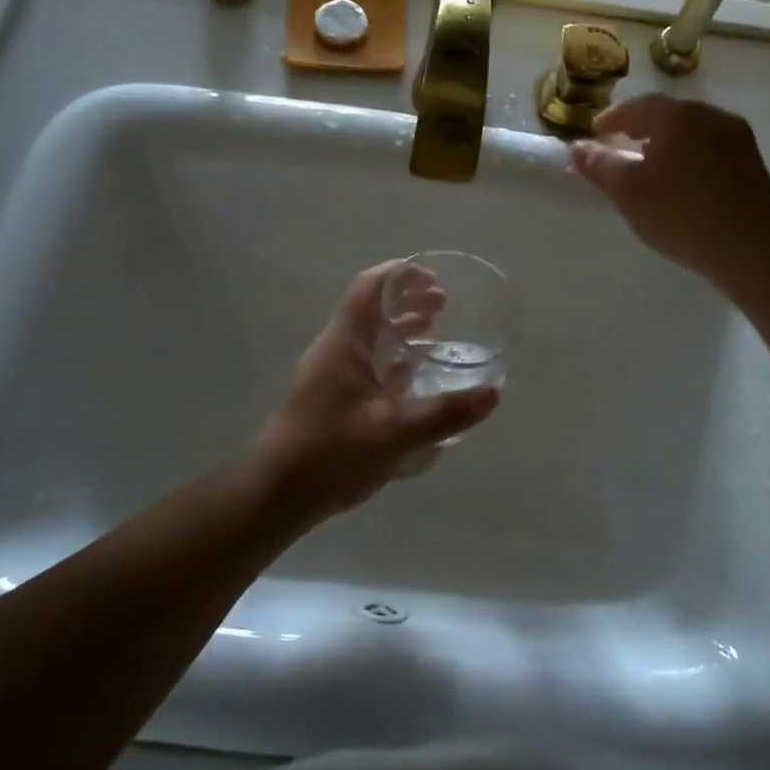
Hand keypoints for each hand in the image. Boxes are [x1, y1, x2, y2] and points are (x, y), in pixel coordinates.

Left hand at [249, 261, 499, 518]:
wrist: (276, 494)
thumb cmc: (330, 454)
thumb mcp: (395, 433)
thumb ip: (445, 413)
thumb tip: (493, 393)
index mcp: (344, 342)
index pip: (370, 288)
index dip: (400, 275)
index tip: (434, 277)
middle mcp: (336, 350)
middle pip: (372, 309)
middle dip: (407, 299)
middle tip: (444, 303)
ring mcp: (332, 374)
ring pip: (369, 337)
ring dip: (401, 327)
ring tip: (435, 328)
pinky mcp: (333, 398)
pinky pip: (367, 363)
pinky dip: (393, 358)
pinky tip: (415, 376)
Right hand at [568, 95, 769, 288]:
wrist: (752, 248)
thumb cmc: (681, 215)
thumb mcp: (629, 193)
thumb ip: (600, 166)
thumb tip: (576, 148)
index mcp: (677, 116)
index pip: (637, 106)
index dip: (612, 118)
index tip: (596, 133)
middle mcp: (709, 114)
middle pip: (666, 113)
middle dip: (639, 126)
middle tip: (620, 144)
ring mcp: (735, 134)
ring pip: (690, 128)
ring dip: (665, 139)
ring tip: (649, 162)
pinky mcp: (751, 158)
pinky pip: (709, 143)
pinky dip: (688, 151)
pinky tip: (681, 176)